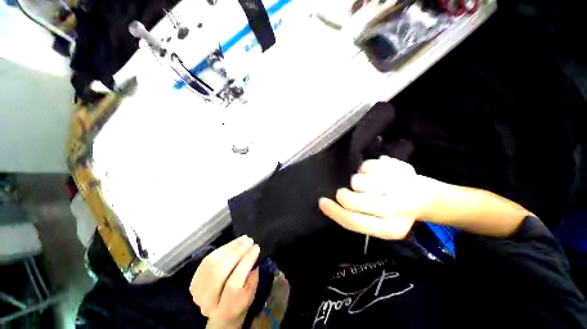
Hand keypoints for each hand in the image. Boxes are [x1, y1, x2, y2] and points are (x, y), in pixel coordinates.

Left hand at [190, 236, 259, 328]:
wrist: (220, 314)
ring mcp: (198, 292)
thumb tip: (253, 257)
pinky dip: (222, 249)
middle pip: (219, 272)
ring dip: (230, 247)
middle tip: (249, 241)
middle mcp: (208, 303)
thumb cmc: (240, 304)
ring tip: (243, 239)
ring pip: (212, 263)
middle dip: (236, 252)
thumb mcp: (250, 297)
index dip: (245, 262)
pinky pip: (207, 260)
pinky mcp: (194, 281)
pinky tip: (233, 243)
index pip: (234, 284)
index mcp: (225, 311)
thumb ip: (253, 280)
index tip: (256, 247)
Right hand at [319, 156, 440, 239]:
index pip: (354, 222)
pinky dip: (365, 168)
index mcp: (390, 229)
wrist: (426, 198)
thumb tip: (328, 204)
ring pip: (358, 181)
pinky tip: (375, 173)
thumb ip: (355, 217)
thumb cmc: (395, 212)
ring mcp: (401, 186)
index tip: (322, 202)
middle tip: (344, 192)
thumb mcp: (377, 223)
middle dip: (343, 195)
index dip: (334, 212)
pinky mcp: (401, 169)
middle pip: (353, 201)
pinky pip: (367, 165)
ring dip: (356, 181)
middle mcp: (398, 209)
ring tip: (365, 183)